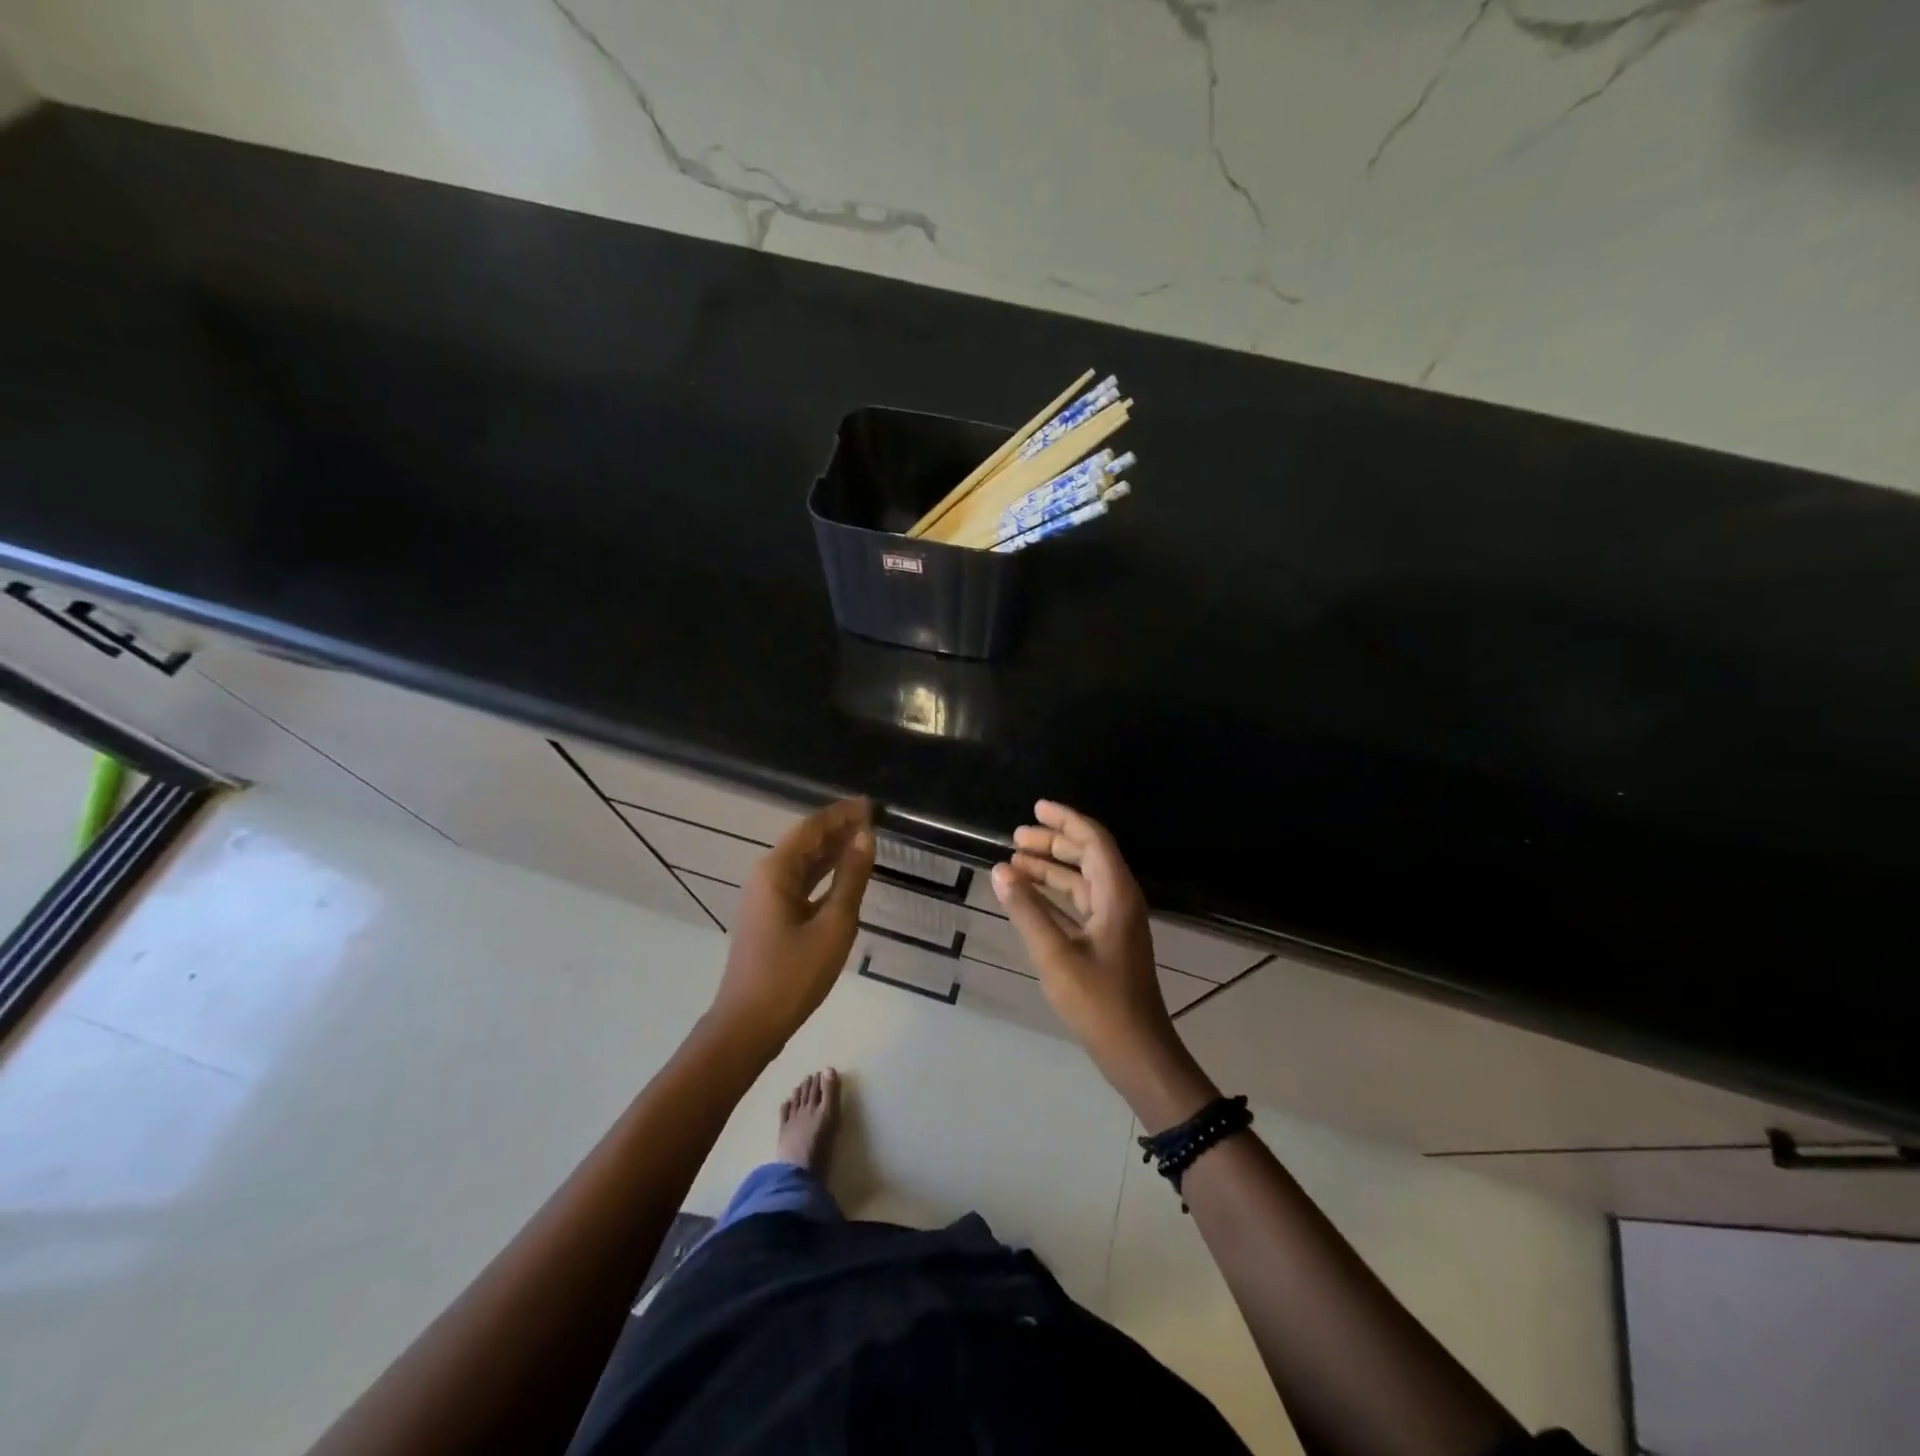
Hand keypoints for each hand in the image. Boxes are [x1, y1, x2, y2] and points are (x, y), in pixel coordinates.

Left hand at [709, 798, 874, 1057]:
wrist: (748, 1025)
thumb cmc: (793, 975)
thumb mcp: (833, 925)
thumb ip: (851, 879)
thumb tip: (865, 838)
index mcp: (776, 871)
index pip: (812, 828)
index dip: (841, 814)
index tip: (870, 804)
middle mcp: (766, 877)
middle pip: (805, 841)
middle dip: (837, 828)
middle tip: (872, 819)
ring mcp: (764, 898)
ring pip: (802, 863)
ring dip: (831, 850)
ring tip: (863, 839)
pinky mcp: (768, 917)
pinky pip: (799, 883)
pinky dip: (822, 873)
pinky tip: (842, 875)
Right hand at [993, 801, 1205, 1121]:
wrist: (1136, 1051)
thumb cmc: (1099, 1001)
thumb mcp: (1056, 954)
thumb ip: (1027, 910)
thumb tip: (1000, 870)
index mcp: (1116, 895)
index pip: (1093, 840)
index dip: (1066, 820)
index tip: (1036, 808)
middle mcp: (1119, 900)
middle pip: (1087, 856)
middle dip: (1052, 843)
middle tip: (1015, 837)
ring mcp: (1115, 922)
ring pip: (1081, 881)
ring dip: (1050, 869)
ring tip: (1013, 863)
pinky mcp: (1107, 942)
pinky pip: (1079, 904)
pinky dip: (1054, 895)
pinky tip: (1028, 897)